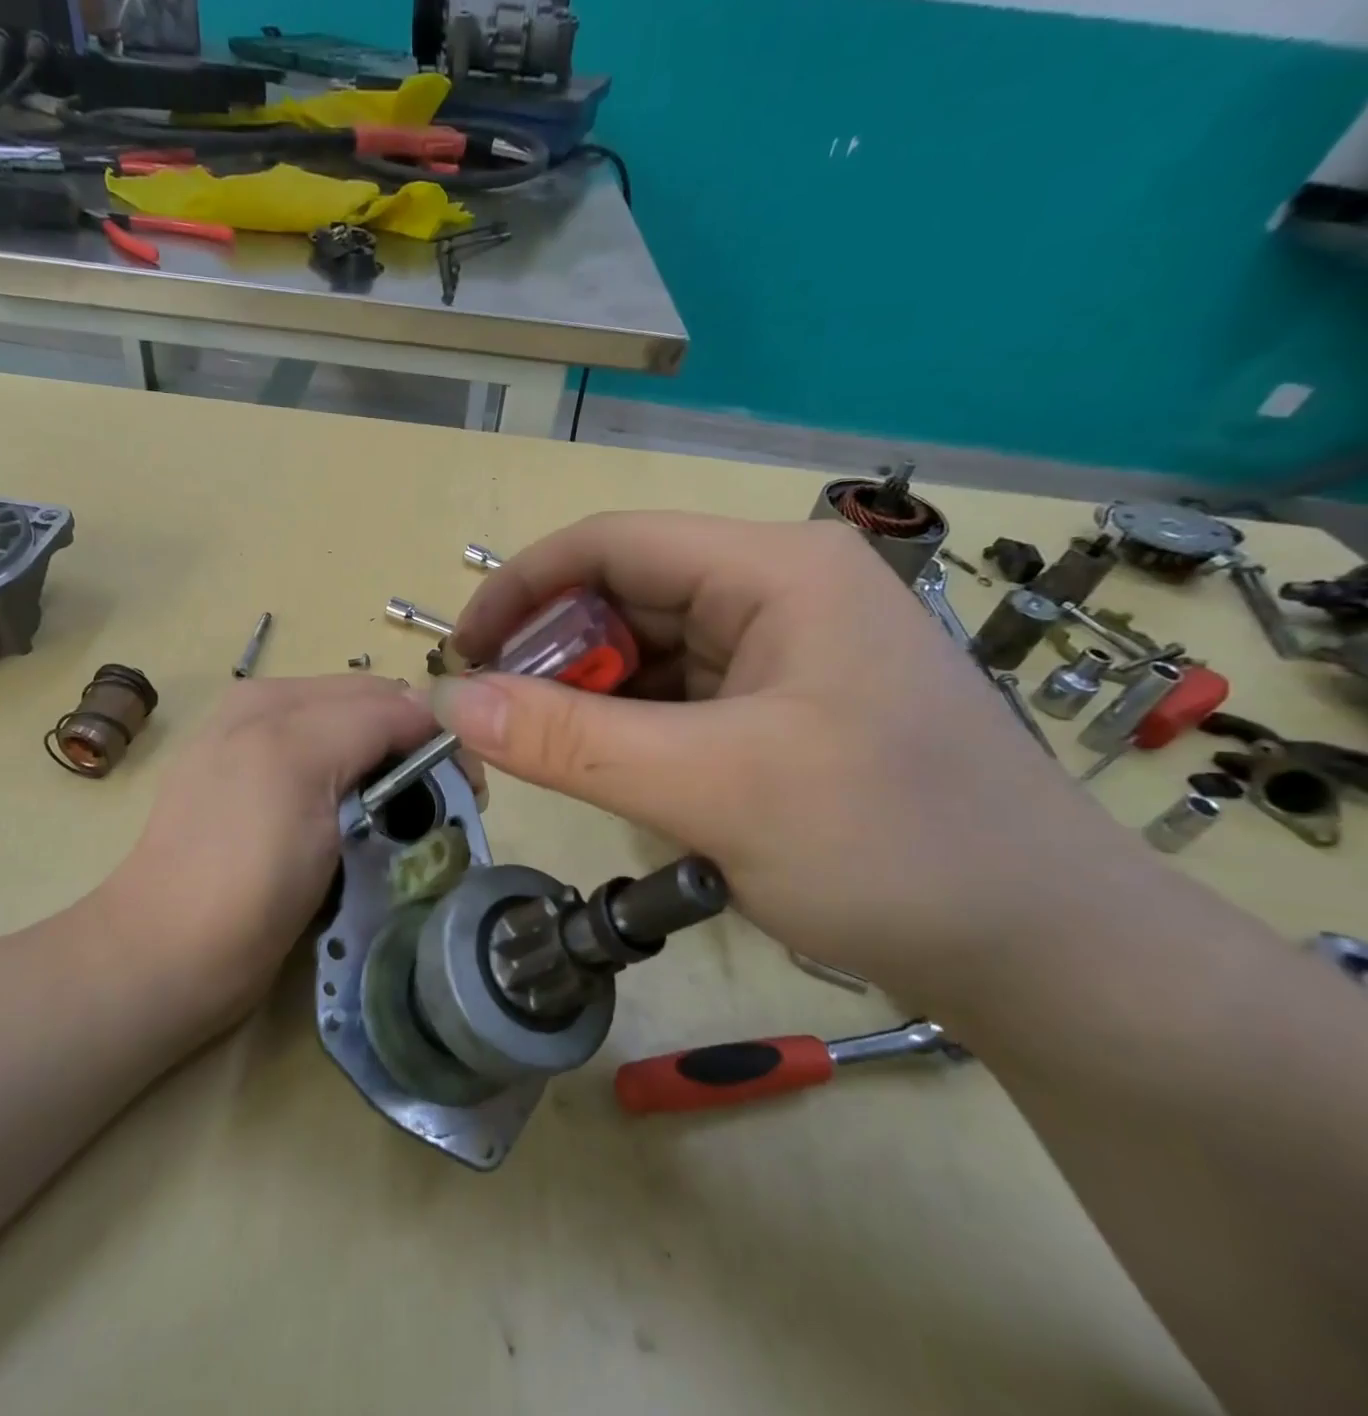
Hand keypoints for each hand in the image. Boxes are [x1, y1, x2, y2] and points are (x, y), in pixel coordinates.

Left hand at [100, 675, 469, 1025]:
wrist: (172, 958)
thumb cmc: (242, 865)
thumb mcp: (302, 766)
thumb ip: (369, 719)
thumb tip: (432, 707)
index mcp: (276, 698)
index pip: (383, 694)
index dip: (433, 732)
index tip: (469, 788)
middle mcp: (270, 718)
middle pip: (372, 718)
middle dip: (415, 754)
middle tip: (445, 810)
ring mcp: (266, 764)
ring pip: (360, 751)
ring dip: (394, 780)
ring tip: (409, 827)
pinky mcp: (267, 807)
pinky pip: (336, 781)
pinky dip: (364, 797)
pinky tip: (365, 831)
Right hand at [435, 513, 1145, 1003]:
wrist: (1042, 951)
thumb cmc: (890, 849)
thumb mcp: (711, 789)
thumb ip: (570, 742)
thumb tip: (451, 701)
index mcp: (773, 570)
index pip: (610, 543)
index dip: (521, 589)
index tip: (462, 654)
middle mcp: (777, 591)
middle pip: (626, 598)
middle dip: (554, 656)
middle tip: (499, 726)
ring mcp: (783, 651)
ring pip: (648, 654)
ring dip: (591, 701)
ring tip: (552, 759)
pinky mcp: (783, 706)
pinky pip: (679, 699)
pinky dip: (631, 730)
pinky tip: (617, 775)